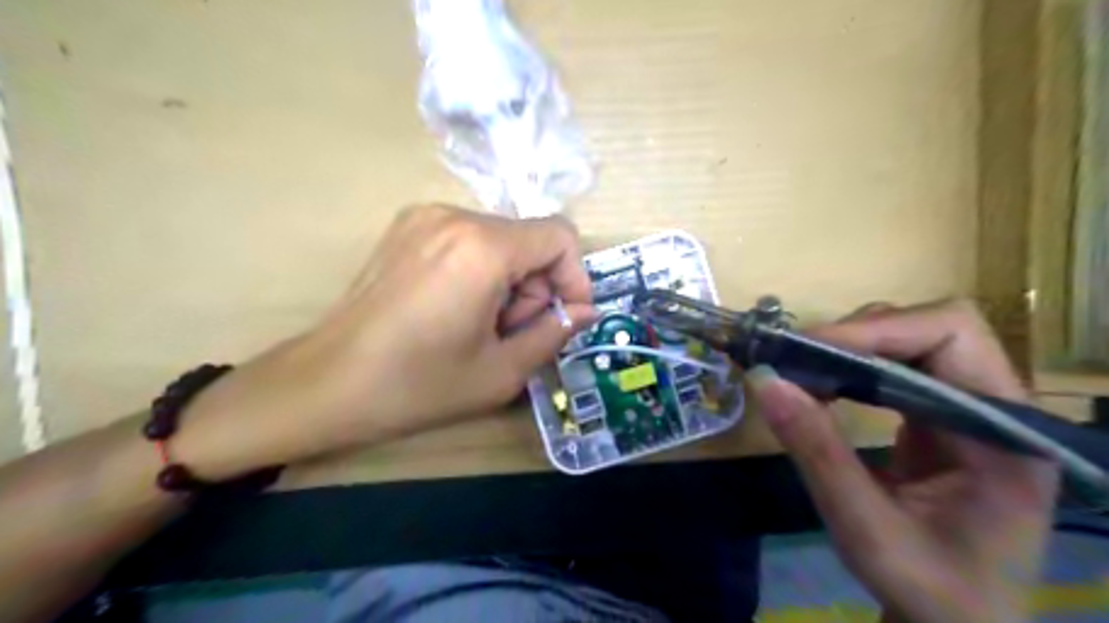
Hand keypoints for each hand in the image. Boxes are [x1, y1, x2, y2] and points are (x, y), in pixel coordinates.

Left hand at [174, 208, 597, 478]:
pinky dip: (480, 271)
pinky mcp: (406, 227)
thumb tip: (585, 311)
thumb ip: (555, 334)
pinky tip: (454, 309)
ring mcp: (425, 216)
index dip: (574, 277)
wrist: (325, 383)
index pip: (561, 236)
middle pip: (529, 241)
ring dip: (507, 282)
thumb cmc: (417, 385)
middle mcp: (455, 216)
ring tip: (478, 326)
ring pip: (501, 241)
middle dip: (535, 288)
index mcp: (483, 248)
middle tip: (509, 334)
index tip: (563, 318)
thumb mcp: (501, 372)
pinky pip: (469, 240)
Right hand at [743, 299, 1054, 619]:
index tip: (809, 352)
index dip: (877, 331)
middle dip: (856, 335)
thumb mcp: (866, 529)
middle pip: (930, 326)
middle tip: (796, 361)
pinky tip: (822, 388)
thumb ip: (818, 453)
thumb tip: (764, 380)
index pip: (951, 335)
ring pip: (909, 338)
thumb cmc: (930, 590)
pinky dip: (850, 367)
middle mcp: (996, 406)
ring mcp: (968, 407)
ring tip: (802, 374)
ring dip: (849, 348)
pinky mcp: (939, 415)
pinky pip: (894, 365)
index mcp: (1004, 433)